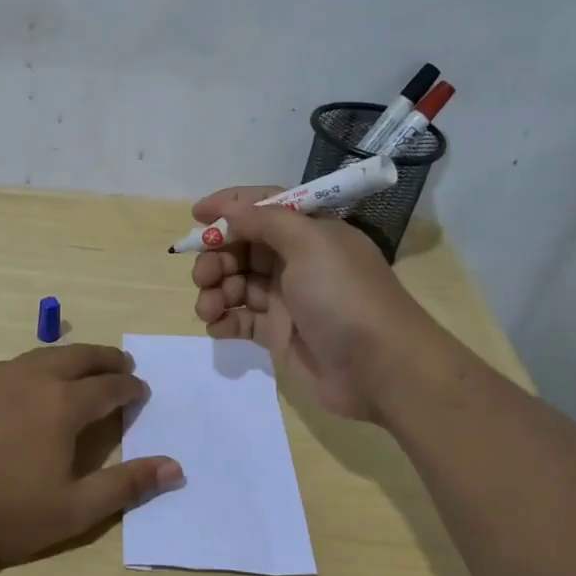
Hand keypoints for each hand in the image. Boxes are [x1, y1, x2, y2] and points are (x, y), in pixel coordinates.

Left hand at [0, 344, 182, 564]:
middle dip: (106, 359)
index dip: (129, 389)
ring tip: (83, 366)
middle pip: (78, 358)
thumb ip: (125, 486)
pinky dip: (37, 364)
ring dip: (71, 357)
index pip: (107, 388)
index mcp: (62, 404)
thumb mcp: (73, 510)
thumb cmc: (2, 510)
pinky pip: (14, 365)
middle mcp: (32, 380)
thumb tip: (174, 467)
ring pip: (44, 355)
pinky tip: (30, 380)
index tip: (142, 391)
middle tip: (123, 364)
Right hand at [189, 187, 437, 422]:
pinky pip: (241, 320)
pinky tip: (217, 326)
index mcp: (310, 232)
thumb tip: (231, 212)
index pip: (264, 208)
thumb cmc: (344, 296)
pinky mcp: (280, 334)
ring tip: (208, 309)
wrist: (379, 368)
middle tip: (203, 276)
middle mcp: (297, 261)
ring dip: (215, 291)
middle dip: (217, 257)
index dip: (230, 207)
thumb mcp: (309, 243)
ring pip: (237, 284)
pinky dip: (224, 320)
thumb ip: (265, 221)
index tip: (196, 215)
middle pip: (243, 248)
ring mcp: (288, 299)